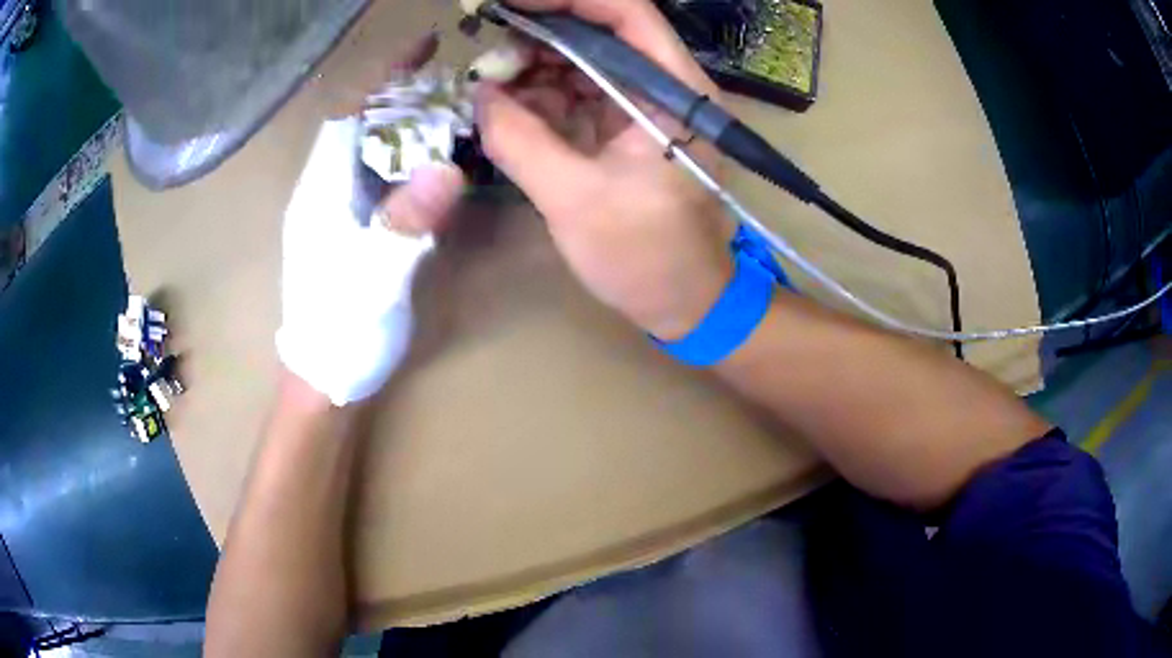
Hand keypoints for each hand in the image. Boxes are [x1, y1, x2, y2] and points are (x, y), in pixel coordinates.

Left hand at [277, 43, 464, 405]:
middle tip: (456, 78)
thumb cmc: (339, 331)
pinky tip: (444, 162)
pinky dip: (416, 162)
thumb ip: (404, 224)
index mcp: (322, 190)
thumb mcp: (372, 278)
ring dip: (414, 126)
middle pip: (366, 125)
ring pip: (378, 152)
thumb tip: (448, 168)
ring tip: (457, 109)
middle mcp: (329, 190)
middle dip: (406, 93)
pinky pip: (387, 181)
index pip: (351, 113)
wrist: (326, 378)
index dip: (385, 75)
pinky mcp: (358, 231)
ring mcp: (343, 211)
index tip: (425, 44)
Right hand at [475, 0, 732, 339]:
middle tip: (488, 57)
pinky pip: (579, 93)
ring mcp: (645, 106)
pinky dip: (543, 97)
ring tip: (493, 88)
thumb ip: (520, 140)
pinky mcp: (627, 127)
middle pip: (600, 32)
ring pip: (584, 61)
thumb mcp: (575, 200)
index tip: (508, 5)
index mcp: (674, 93)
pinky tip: (510, 110)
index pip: (626, 13)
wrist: (686, 303)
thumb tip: (481, 96)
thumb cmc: (646, 258)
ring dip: (535, 68)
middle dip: (539, 36)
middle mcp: (665, 87)